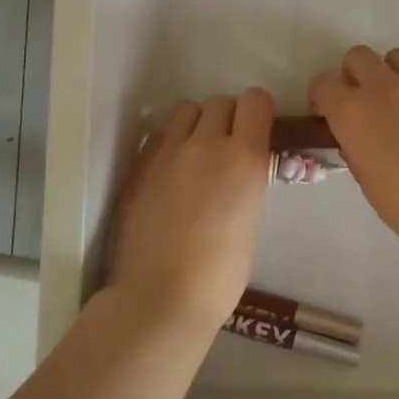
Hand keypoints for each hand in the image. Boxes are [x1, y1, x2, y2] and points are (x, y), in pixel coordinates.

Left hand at [109, 88, 273, 334]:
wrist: (162, 297)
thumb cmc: (221, 273)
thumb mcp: (253, 218)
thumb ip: (248, 180)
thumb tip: (242, 169)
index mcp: (244, 157)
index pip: (255, 101)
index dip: (258, 112)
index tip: (258, 129)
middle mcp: (206, 144)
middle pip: (220, 102)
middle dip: (228, 118)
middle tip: (227, 148)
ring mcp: (167, 152)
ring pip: (186, 110)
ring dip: (196, 124)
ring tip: (196, 153)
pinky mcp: (139, 166)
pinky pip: (159, 135)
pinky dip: (170, 143)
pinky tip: (170, 172)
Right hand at [308, 47, 398, 261]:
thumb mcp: (368, 182)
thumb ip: (356, 150)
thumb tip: (358, 138)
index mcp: (354, 113)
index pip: (323, 83)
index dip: (322, 98)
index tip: (328, 116)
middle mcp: (386, 89)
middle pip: (359, 56)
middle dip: (355, 75)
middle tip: (364, 103)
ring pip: (398, 57)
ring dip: (392, 75)